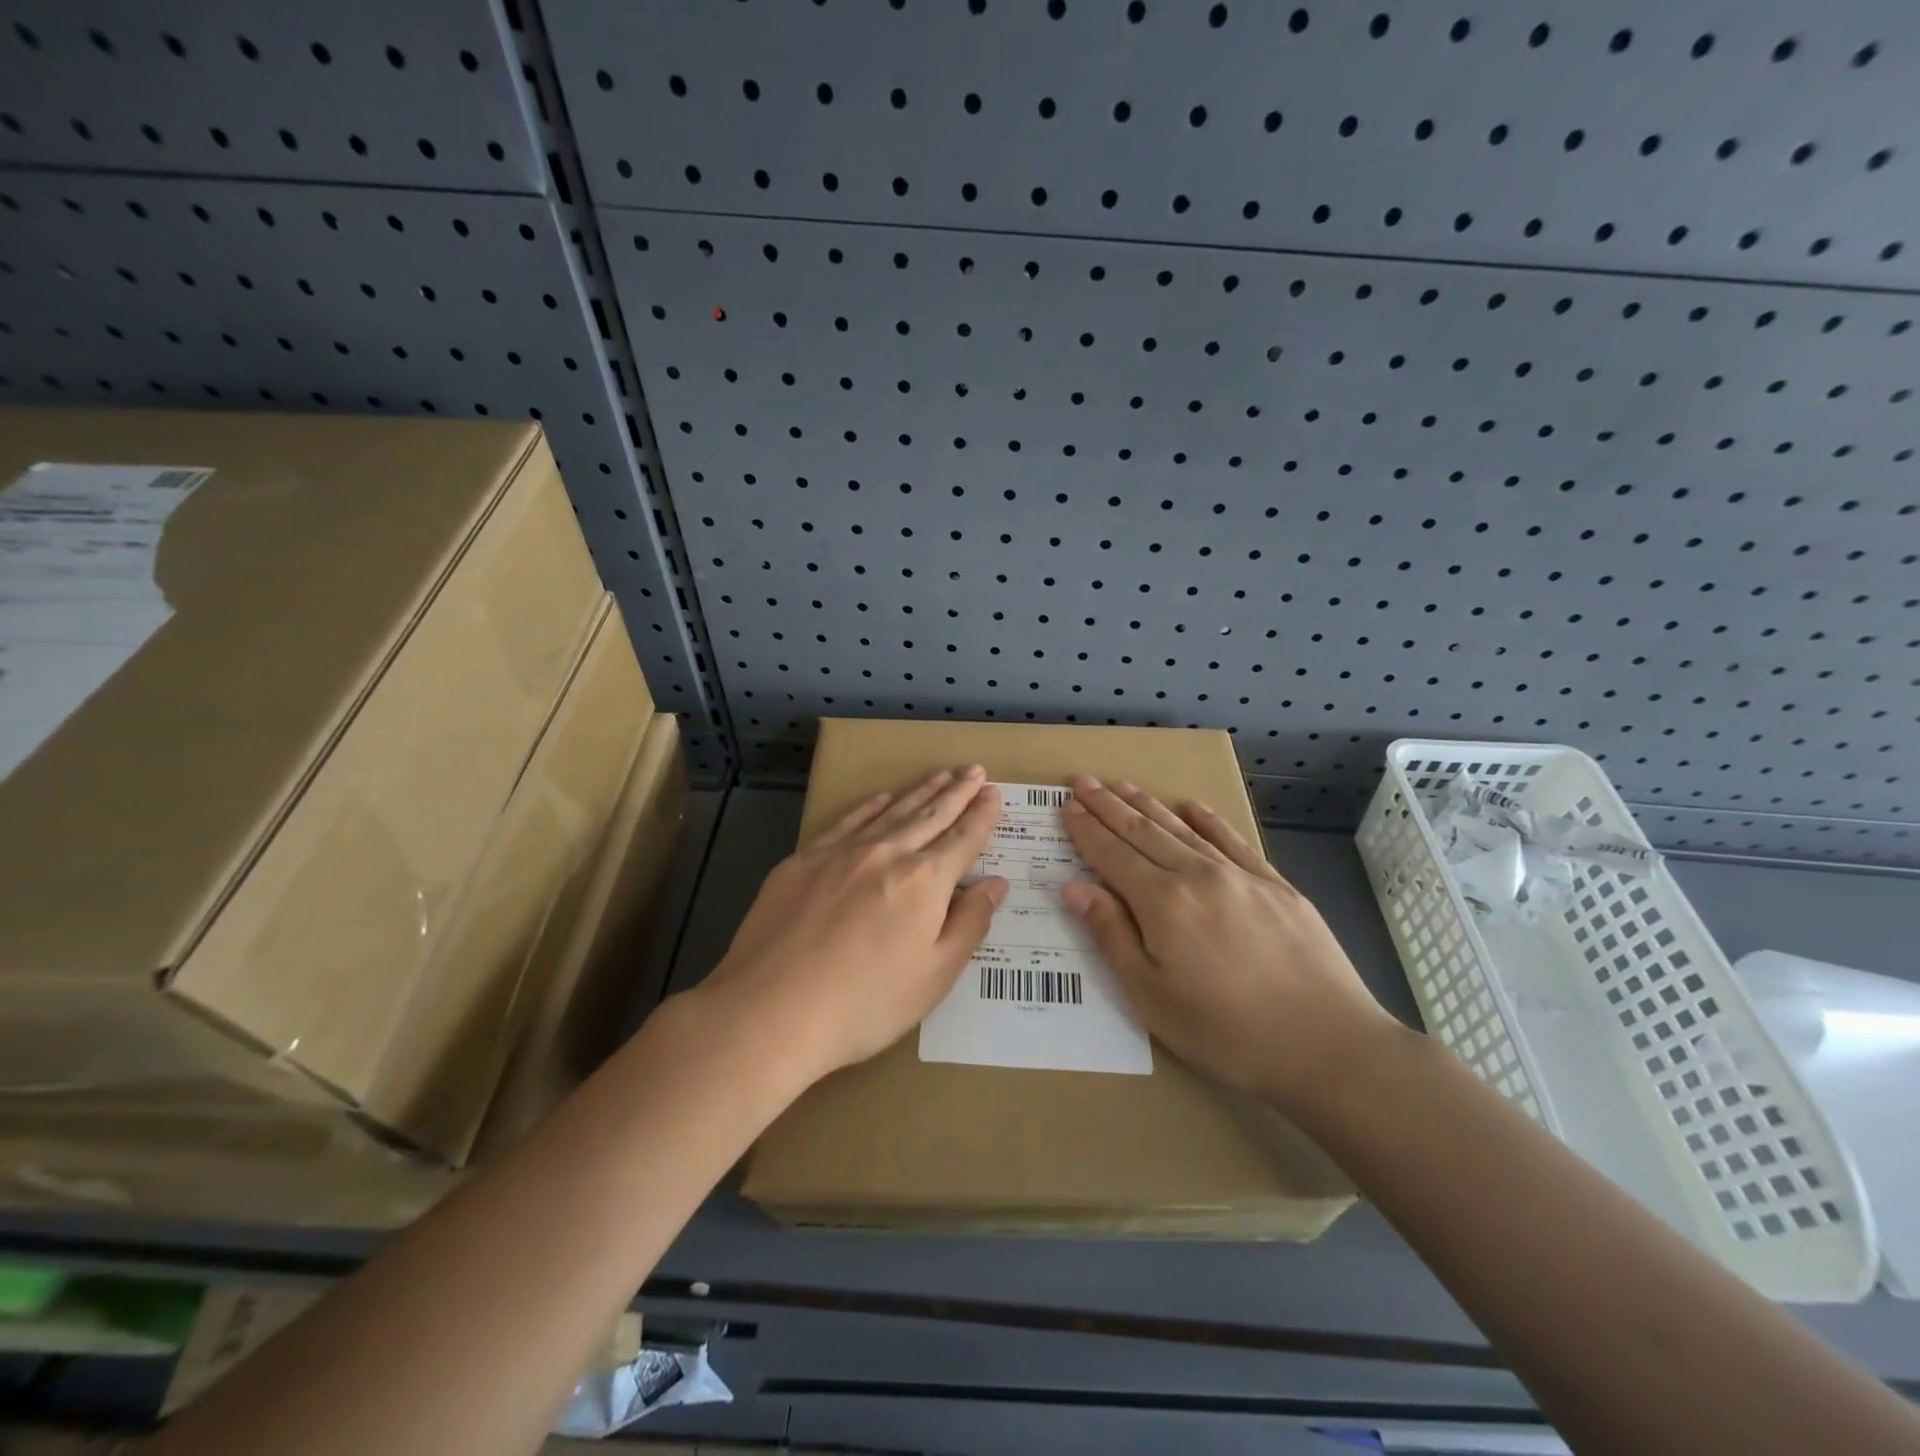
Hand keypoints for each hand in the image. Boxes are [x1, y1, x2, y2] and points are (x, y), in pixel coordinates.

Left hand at [698, 767, 1006, 1084]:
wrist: (770, 1011)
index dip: (982, 816)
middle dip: (956, 793)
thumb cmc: (864, 1004)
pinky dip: (869, 807)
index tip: (994, 794)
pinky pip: (846, 822)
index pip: (963, 839)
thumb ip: (969, 924)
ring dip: (919, 793)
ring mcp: (841, 853)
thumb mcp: (934, 976)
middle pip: (930, 816)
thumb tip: (995, 883)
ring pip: (891, 813)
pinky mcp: (802, 861)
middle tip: (975, 771)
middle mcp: (886, 854)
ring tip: (940, 776)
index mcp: (924, 882)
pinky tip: (881, 799)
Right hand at [1059, 776, 1400, 1114]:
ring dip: (1150, 806)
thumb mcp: (1152, 997)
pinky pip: (1234, 841)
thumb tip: (1075, 888)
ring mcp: (1241, 876)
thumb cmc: (1227, 1032)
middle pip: (1144, 832)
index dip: (1087, 830)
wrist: (1329, 1044)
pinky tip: (1193, 807)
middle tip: (1085, 781)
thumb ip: (1112, 935)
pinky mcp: (1277, 886)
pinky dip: (1209, 821)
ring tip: (1124, 786)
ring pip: (1183, 830)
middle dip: (1110, 806)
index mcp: (1163, 903)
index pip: (1113, 855)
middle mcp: (1198, 875)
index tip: (1068, 805)